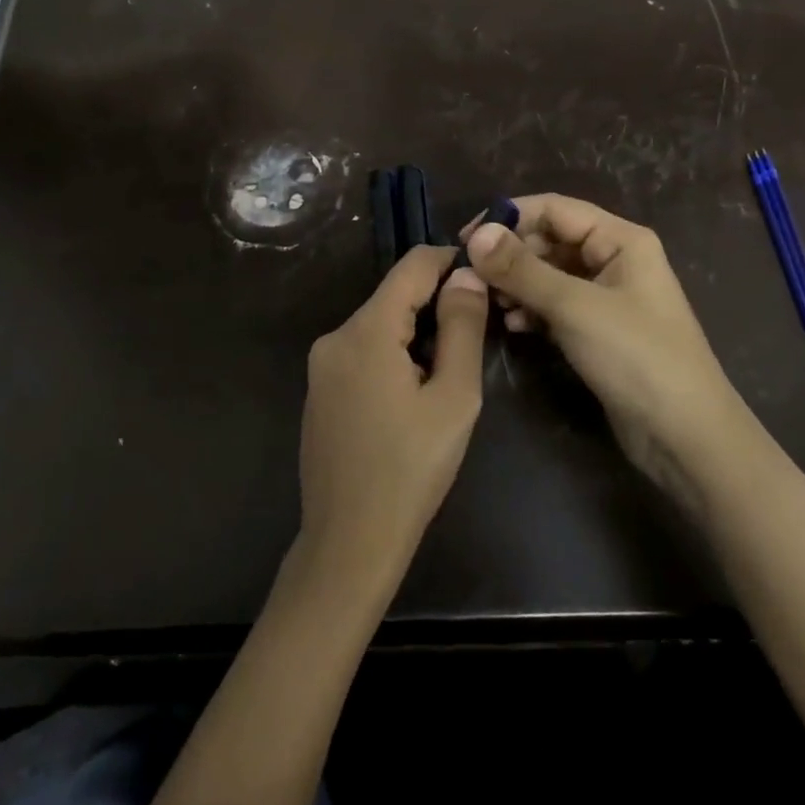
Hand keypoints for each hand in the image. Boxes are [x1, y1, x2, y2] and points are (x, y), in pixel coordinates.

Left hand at [297, 245, 488, 600]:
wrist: (349, 543)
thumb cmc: (411, 470)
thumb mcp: (454, 397)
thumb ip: (462, 327)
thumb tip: (466, 275)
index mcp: (365, 330)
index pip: (412, 266)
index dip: (450, 262)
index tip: (485, 277)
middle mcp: (334, 336)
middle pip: (394, 297)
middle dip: (435, 307)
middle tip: (475, 339)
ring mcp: (321, 365)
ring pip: (379, 326)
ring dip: (415, 335)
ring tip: (446, 378)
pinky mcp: (319, 391)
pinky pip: (362, 353)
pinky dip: (392, 357)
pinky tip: (411, 399)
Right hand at [461, 195, 733, 500]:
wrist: (686, 437)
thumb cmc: (636, 357)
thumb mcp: (574, 307)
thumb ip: (522, 269)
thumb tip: (475, 234)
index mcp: (620, 239)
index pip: (554, 208)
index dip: (508, 218)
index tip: (465, 239)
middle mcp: (614, 259)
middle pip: (550, 239)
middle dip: (511, 255)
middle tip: (474, 278)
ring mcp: (606, 296)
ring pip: (549, 274)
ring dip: (518, 284)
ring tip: (491, 304)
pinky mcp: (598, 330)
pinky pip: (555, 305)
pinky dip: (532, 310)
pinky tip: (513, 326)